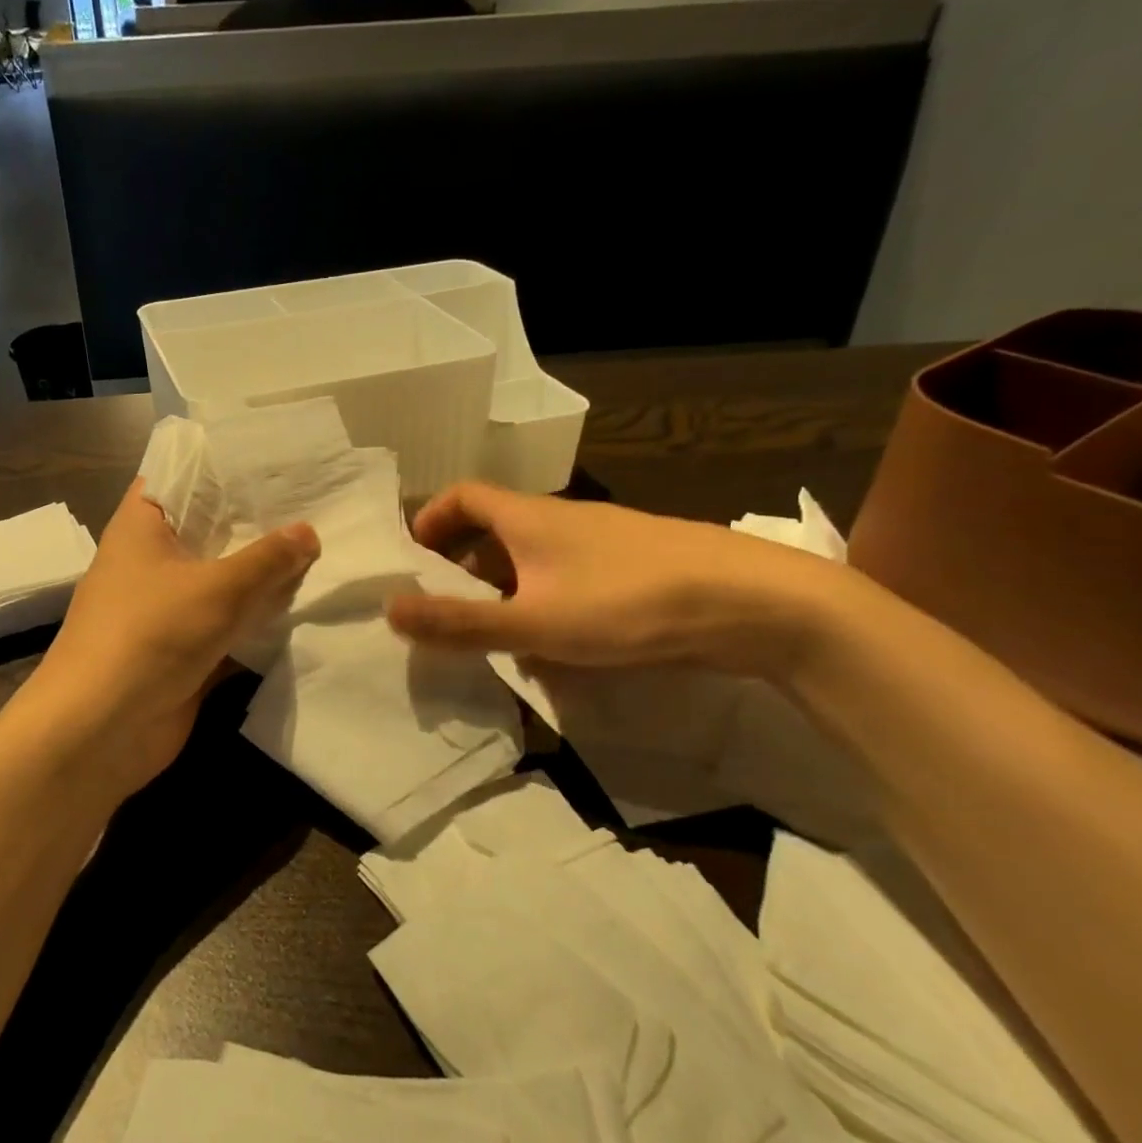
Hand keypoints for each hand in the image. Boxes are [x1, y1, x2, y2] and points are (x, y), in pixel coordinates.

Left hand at [26, 479, 318, 799]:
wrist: (99, 732)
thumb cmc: (149, 636)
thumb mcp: (217, 588)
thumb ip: (267, 559)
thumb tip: (309, 533)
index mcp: (142, 527)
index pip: (181, 475)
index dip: (223, 464)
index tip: (274, 457)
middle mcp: (152, 561)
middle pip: (210, 530)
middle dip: (257, 522)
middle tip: (317, 502)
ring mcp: (168, 608)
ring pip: (223, 580)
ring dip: (262, 574)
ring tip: (324, 547)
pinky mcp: (184, 650)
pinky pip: (228, 624)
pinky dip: (258, 619)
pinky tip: (305, 605)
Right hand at [385, 481, 837, 677]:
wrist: (752, 603)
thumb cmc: (627, 602)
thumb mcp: (533, 622)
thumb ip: (460, 622)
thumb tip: (389, 610)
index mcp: (527, 518)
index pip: (462, 496)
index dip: (430, 519)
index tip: (413, 557)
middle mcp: (561, 520)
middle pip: (494, 528)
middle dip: (463, 564)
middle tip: (446, 606)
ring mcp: (602, 542)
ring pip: (534, 557)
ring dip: (504, 588)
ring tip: (494, 634)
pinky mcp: (634, 567)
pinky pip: (569, 577)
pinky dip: (545, 601)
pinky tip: (557, 646)